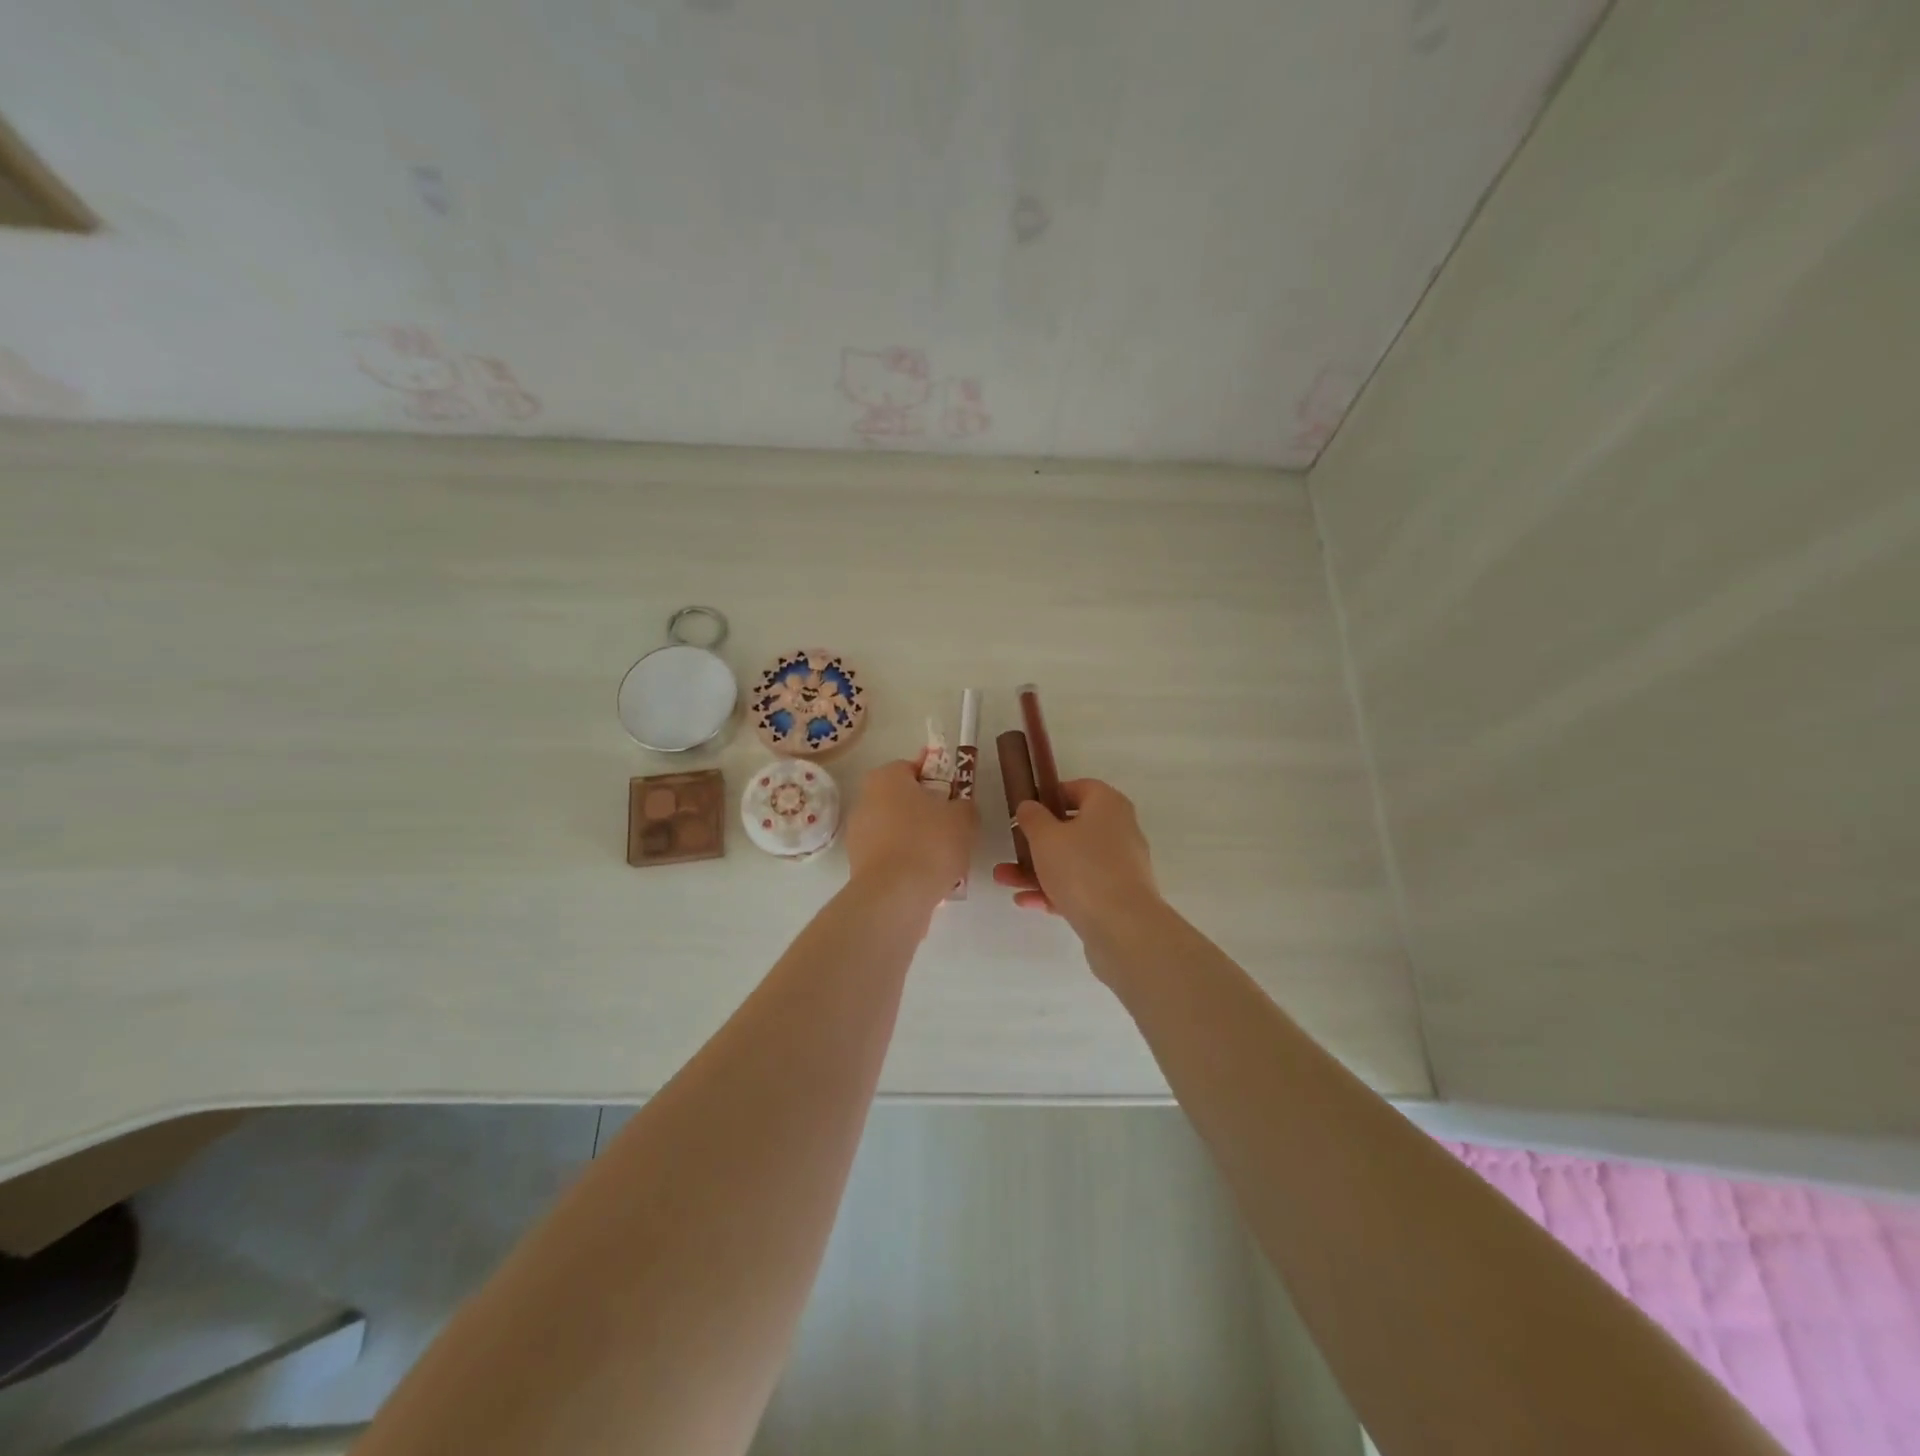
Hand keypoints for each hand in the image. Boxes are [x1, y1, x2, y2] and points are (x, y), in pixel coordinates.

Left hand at [844, 760, 978, 908]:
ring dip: (919, 839)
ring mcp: (858, 834)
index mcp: (886, 777)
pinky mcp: (859, 865)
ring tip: (945, 859)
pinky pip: (892, 856)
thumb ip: (964, 804)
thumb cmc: (930, 843)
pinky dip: (908, 862)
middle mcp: (865, 800)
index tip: (956, 795)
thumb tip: (959, 807)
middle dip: (928, 812)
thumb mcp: (964, 817)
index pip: (914, 767)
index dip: (939, 778)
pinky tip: (928, 877)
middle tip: (954, 827)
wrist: (895, 896)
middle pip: (904, 800)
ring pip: (898, 830)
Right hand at [992, 779, 1160, 932]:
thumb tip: (1029, 806)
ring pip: (1073, 861)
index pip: (1079, 788)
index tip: (1027, 809)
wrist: (1122, 927)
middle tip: (1011, 848)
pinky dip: (1055, 891)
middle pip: (1073, 828)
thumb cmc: (1081, 868)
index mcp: (1108, 805)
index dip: (1050, 795)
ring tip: (1004, 879)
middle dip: (1036, 841)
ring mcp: (1120, 866)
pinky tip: (1026, 901)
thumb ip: (1032, 818)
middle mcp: (1119, 831)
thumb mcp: (1045, 837)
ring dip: (1037, 869)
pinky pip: (1081, 887)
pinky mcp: (1117, 897)